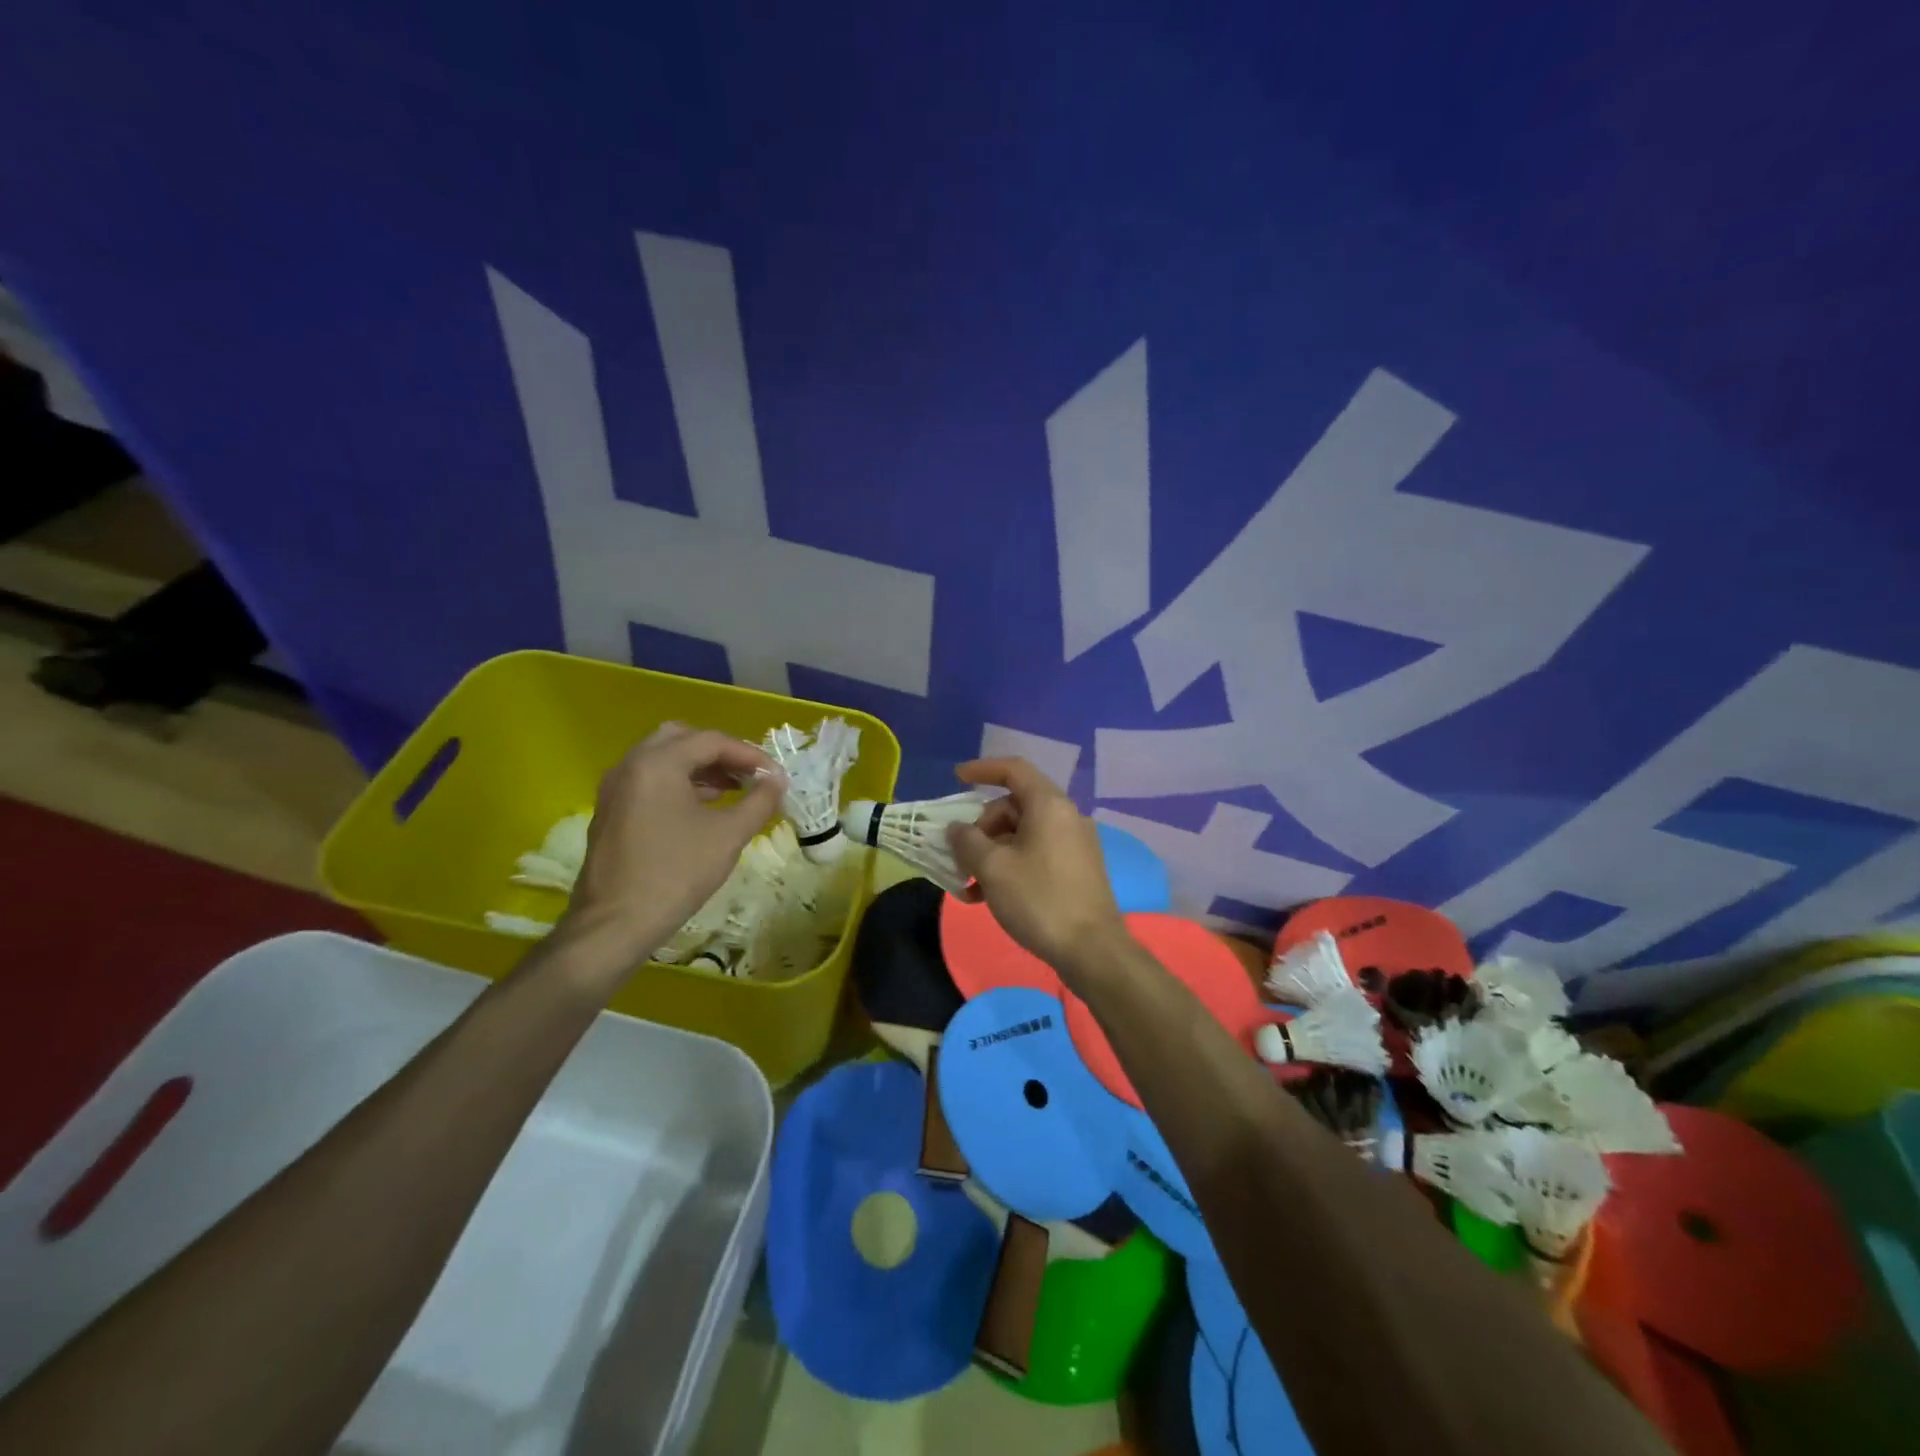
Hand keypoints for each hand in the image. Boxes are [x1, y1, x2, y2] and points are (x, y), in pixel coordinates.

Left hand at [559, 723, 785, 966]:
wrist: (615, 924)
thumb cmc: (676, 874)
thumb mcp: (728, 836)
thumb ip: (759, 801)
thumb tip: (777, 781)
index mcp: (657, 763)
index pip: (712, 741)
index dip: (750, 754)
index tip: (775, 776)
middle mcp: (631, 765)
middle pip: (682, 739)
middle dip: (720, 753)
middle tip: (749, 775)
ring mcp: (615, 788)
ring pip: (663, 759)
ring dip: (700, 767)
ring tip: (733, 791)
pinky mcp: (611, 811)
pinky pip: (649, 780)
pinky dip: (679, 783)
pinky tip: (703, 809)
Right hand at [946, 758, 1126, 979]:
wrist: (1092, 950)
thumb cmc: (1039, 900)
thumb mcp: (992, 868)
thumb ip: (967, 841)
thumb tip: (957, 829)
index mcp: (1049, 805)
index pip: (1014, 770)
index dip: (982, 769)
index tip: (956, 778)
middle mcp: (1066, 816)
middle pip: (1014, 805)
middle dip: (981, 827)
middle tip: (960, 856)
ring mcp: (1075, 844)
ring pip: (1023, 833)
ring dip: (991, 852)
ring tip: (969, 886)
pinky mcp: (1077, 869)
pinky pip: (1036, 853)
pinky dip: (1011, 865)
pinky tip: (989, 896)